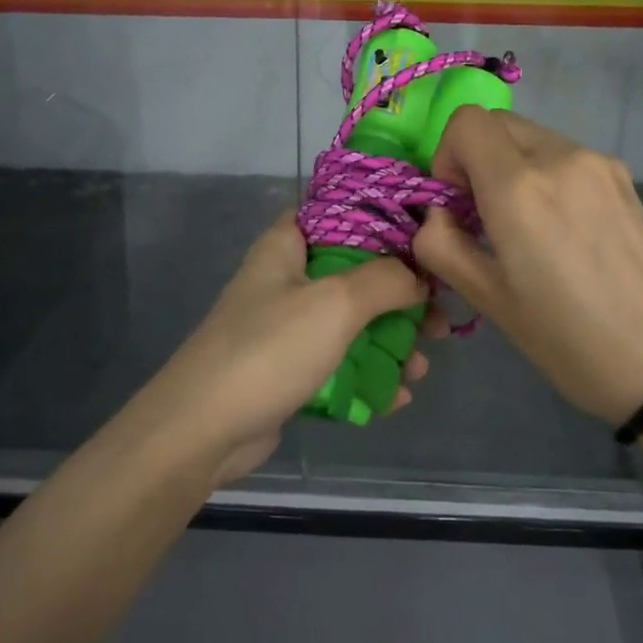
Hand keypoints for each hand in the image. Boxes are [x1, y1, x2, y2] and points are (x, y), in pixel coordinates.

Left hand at [139, 212, 435, 482]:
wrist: (202, 430)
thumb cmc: (270, 350)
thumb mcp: (335, 303)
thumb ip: (386, 280)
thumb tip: (418, 277)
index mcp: (287, 245)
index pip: (339, 212)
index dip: (384, 220)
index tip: (426, 240)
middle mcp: (286, 279)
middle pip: (355, 273)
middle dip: (401, 297)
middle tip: (439, 322)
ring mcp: (285, 327)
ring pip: (351, 323)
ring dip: (389, 343)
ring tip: (421, 369)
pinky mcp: (288, 369)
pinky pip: (337, 363)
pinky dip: (367, 376)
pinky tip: (397, 397)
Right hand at [412, 107, 642, 424]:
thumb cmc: (568, 340)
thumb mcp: (489, 300)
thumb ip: (442, 246)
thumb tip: (436, 216)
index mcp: (520, 188)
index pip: (466, 122)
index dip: (446, 156)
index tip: (455, 204)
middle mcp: (560, 158)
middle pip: (498, 123)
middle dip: (475, 159)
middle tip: (482, 216)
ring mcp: (599, 164)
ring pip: (533, 138)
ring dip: (511, 168)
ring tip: (524, 228)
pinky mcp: (624, 178)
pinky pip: (565, 157)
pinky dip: (545, 176)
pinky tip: (562, 232)